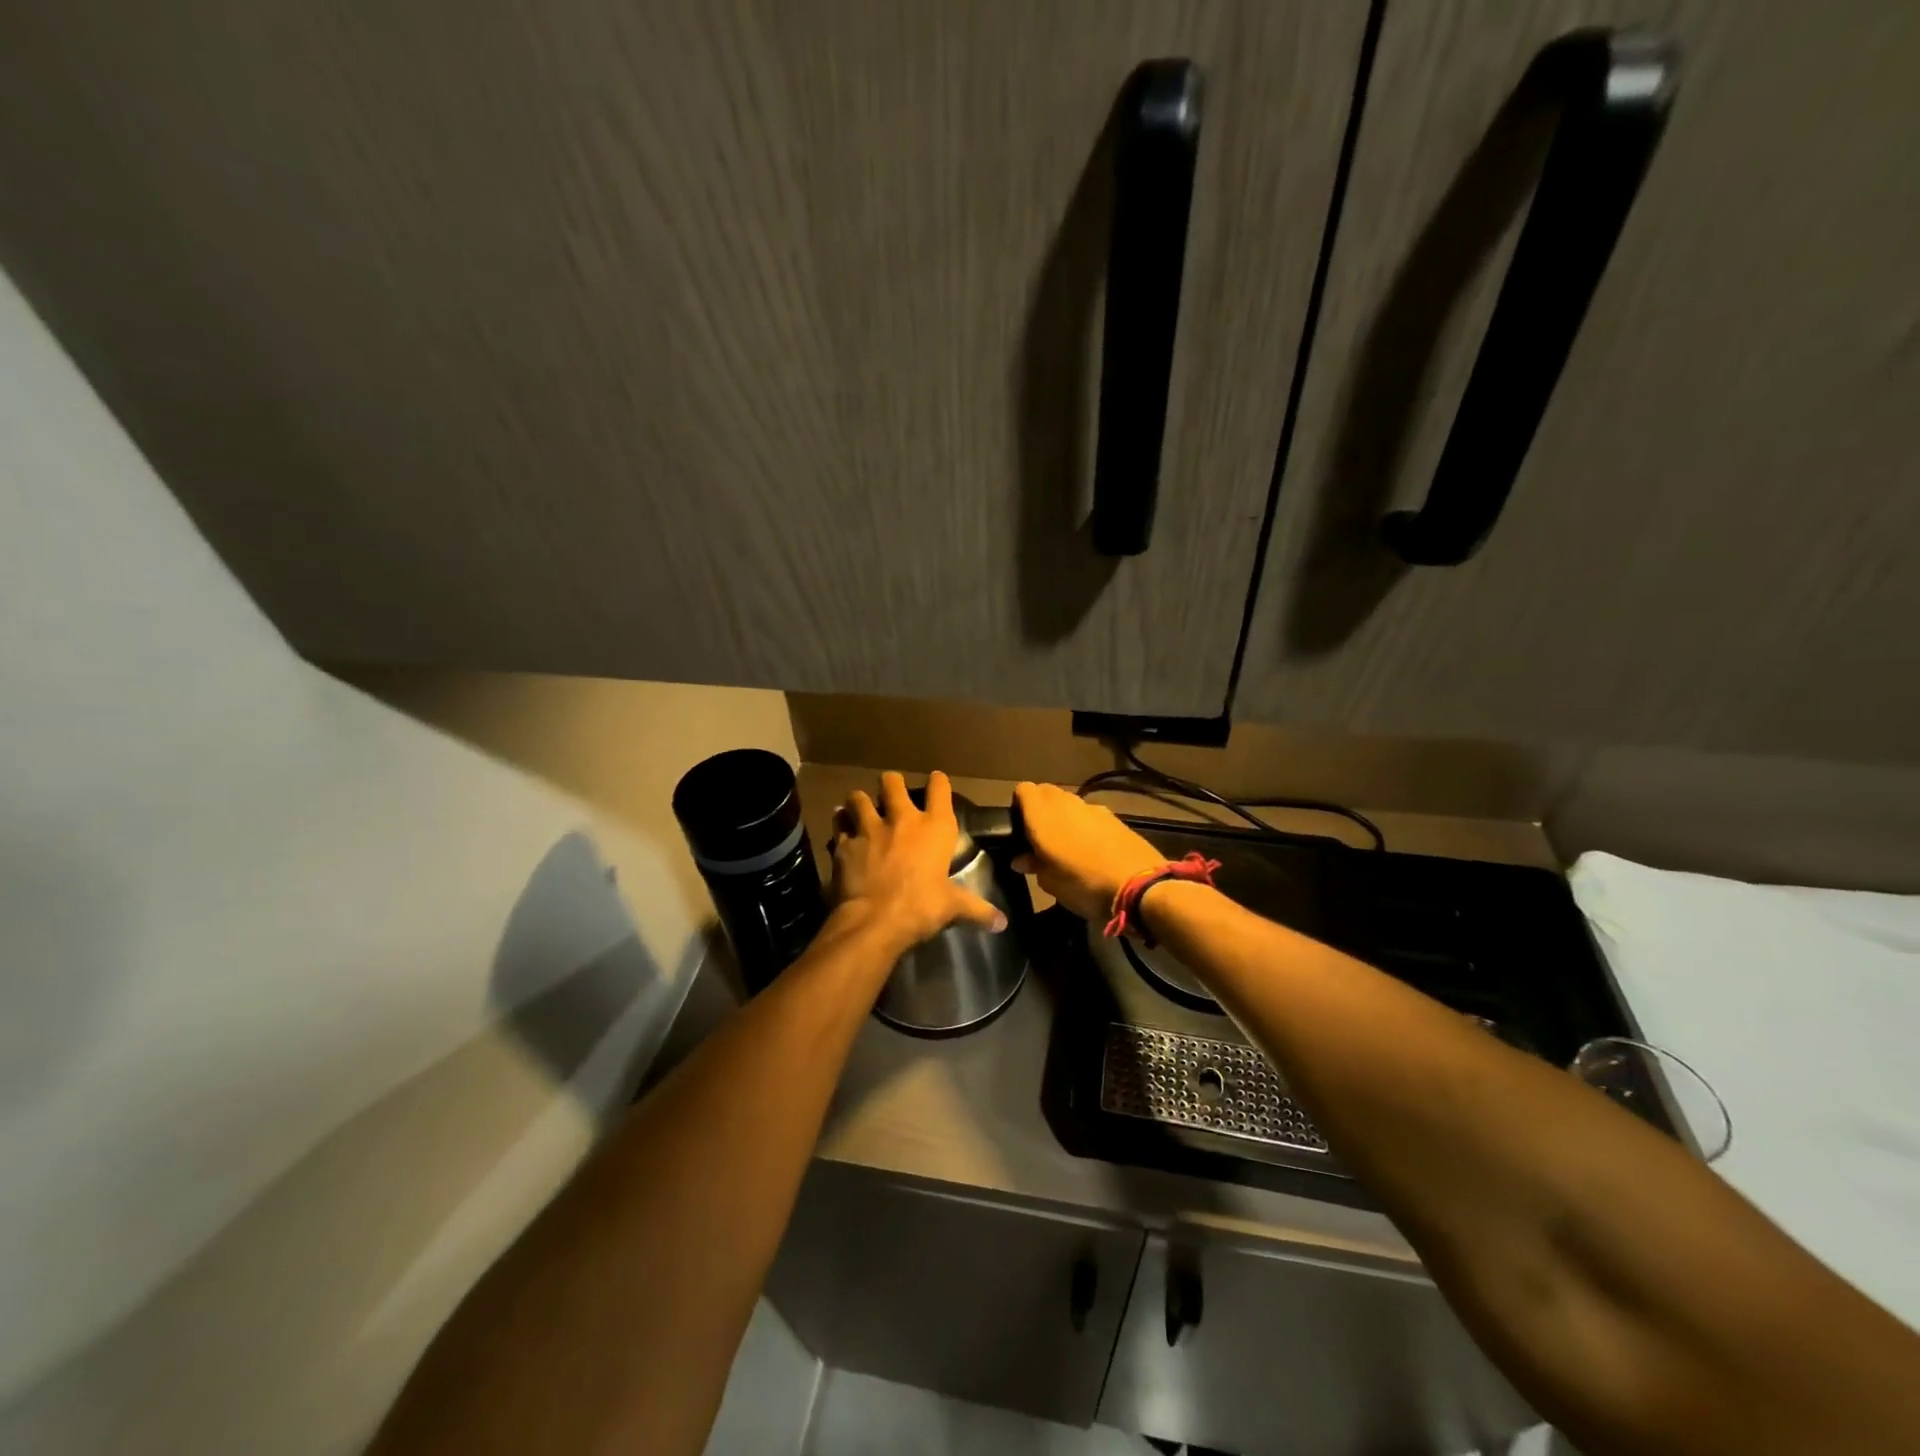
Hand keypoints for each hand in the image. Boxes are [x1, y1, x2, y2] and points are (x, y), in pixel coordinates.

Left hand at [831, 771, 1006, 949]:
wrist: (874, 920)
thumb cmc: (921, 907)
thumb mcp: (953, 907)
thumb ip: (977, 910)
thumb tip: (1002, 923)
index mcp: (935, 828)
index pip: (940, 789)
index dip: (938, 781)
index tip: (937, 780)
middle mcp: (902, 819)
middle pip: (892, 782)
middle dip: (891, 783)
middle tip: (891, 791)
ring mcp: (870, 828)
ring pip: (859, 797)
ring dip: (860, 800)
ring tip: (860, 806)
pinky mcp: (845, 843)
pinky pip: (839, 823)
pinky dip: (840, 823)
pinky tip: (841, 827)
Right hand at [1011, 781, 1164, 922]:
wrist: (1139, 885)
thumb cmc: (1083, 884)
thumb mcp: (1050, 883)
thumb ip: (1033, 864)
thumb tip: (1021, 858)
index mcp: (1042, 815)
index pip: (1023, 790)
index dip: (1018, 804)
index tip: (1019, 827)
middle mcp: (1065, 803)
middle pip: (1046, 792)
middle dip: (1040, 807)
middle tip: (1039, 836)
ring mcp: (1092, 808)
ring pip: (1069, 802)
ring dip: (1064, 815)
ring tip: (1066, 844)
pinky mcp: (1114, 817)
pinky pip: (1090, 814)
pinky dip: (1085, 824)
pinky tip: (1091, 848)